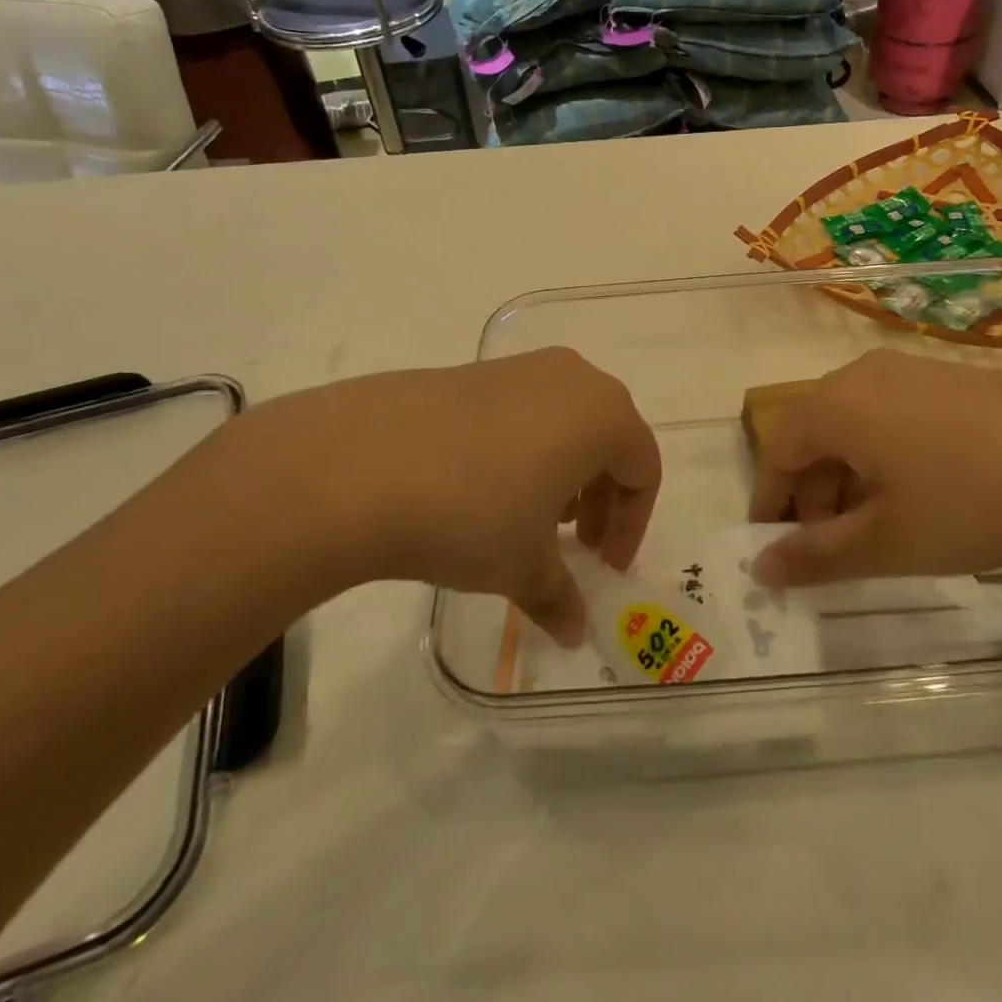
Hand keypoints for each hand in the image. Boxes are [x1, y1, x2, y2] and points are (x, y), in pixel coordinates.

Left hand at [167, 349, 659, 643]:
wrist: (358, 465)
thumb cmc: (472, 513)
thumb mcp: (523, 565)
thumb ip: (559, 596)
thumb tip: (574, 633)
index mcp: (605, 414)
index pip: (643, 470)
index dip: (630, 525)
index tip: (603, 566)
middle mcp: (573, 378)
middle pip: (609, 440)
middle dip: (599, 499)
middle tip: (575, 547)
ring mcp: (520, 367)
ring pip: (566, 423)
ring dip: (563, 475)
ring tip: (530, 521)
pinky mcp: (474, 371)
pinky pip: (523, 411)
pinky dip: (525, 451)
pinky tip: (486, 491)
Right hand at [748, 350, 1001, 585]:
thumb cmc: (973, 499)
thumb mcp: (888, 541)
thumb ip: (816, 557)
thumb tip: (760, 568)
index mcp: (835, 405)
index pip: (777, 451)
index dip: (770, 504)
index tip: (776, 551)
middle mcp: (862, 375)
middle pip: (814, 436)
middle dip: (813, 496)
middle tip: (835, 550)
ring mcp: (909, 370)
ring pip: (854, 427)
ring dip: (850, 480)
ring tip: (882, 529)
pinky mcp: (948, 377)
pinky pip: (892, 416)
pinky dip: (886, 458)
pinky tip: (922, 495)